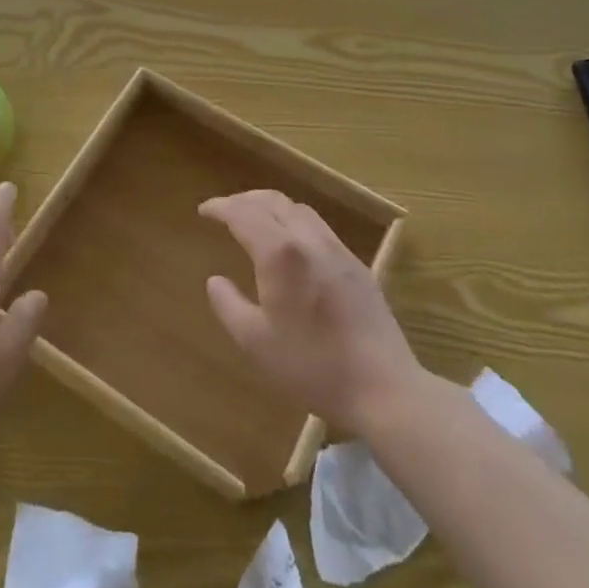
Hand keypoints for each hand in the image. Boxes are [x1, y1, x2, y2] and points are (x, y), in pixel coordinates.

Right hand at [201, 188, 421, 437]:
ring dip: (270, 206)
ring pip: (298, 209)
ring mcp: (337, 249)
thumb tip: (215, 281)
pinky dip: (294, 221)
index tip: (204, 211)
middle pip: (272, 201)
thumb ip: (229, 306)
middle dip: (244, 199)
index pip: (243, 213)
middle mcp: (308, 239)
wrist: (384, 387)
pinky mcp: (356, 265)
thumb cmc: (313, 366)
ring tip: (255, 220)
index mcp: (280, 253)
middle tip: (225, 210)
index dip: (221, 208)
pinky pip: (318, 226)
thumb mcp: (256, 343)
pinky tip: (291, 243)